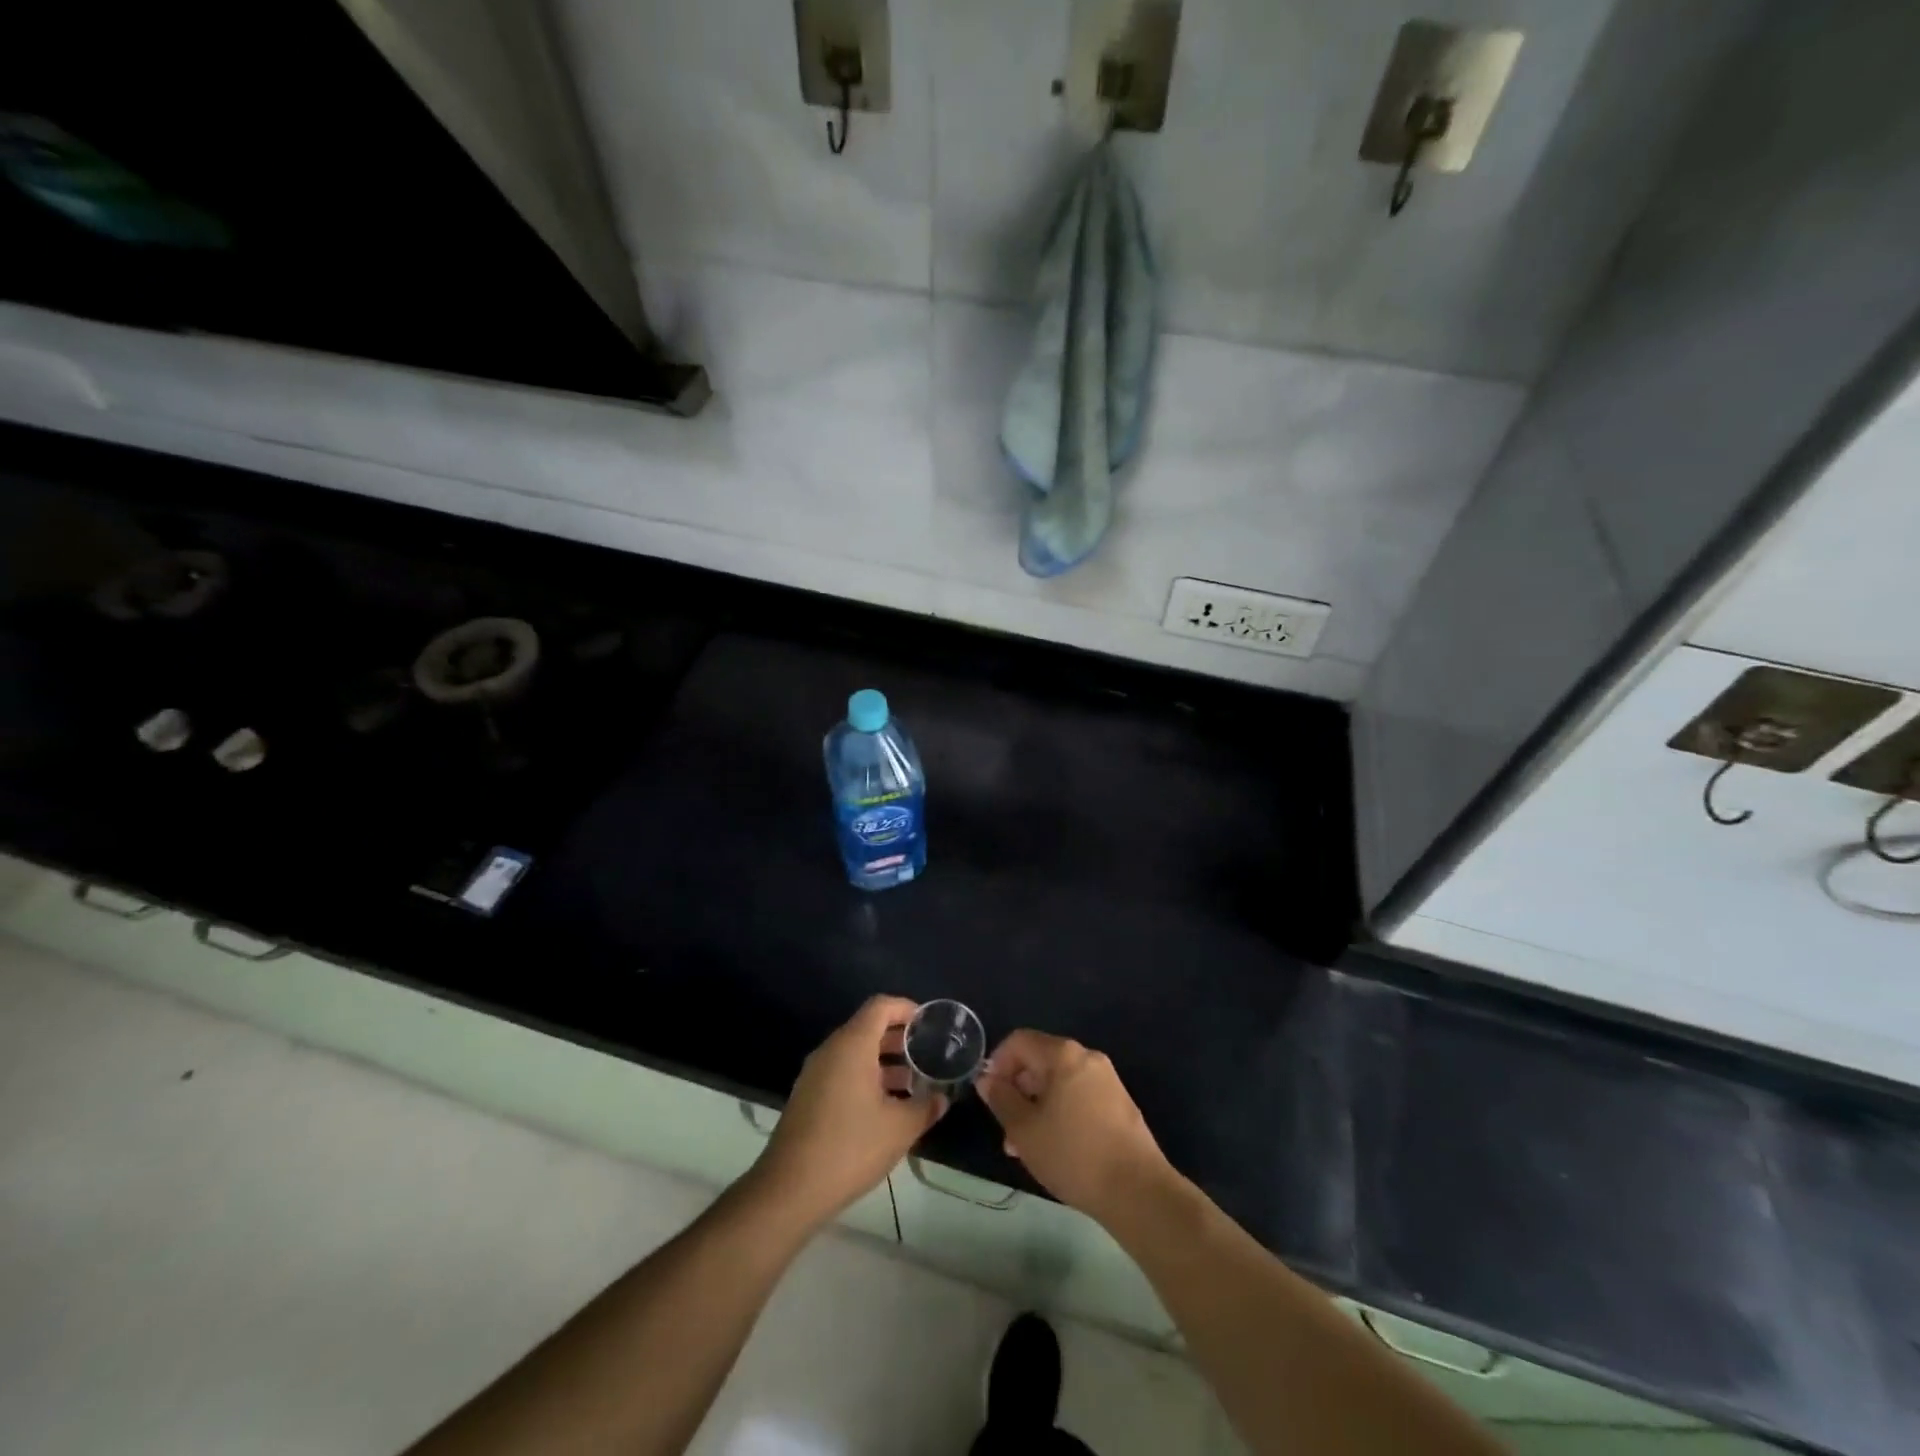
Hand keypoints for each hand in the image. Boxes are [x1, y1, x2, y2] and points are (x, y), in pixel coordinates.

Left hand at [751, 995, 945, 1228]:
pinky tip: (884, 1107)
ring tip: (911, 1084)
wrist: (789, 1190)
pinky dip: (865, 1077)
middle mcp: (831, 1050)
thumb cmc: (850, 1148)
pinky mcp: (807, 1096)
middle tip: (926, 1054)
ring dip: (883, 1061)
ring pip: (854, 1053)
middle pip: (867, 1027)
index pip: (880, 1006)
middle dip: (898, 1038)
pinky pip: (841, 1072)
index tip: (928, 1023)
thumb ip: (925, 1107)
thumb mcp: (899, 1128)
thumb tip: (941, 1098)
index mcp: (852, 1045)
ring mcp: (815, 1074)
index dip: (906, 1008)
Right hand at [977, 1030, 1170, 1221]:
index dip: (998, 1063)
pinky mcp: (1119, 1103)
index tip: (990, 1095)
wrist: (1137, 1191)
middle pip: (1040, 1060)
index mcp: (1063, 1054)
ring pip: (1059, 1082)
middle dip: (1018, 1089)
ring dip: (1037, 1105)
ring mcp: (1107, 1080)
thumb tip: (987, 1079)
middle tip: (1006, 1127)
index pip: (1019, 1041)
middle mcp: (1087, 1057)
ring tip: (1025, 1146)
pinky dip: (1060, 1112)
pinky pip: (1079, 1096)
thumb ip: (1001, 1099)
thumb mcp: (1024, 1130)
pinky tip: (1054, 1147)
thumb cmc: (1073, 1154)